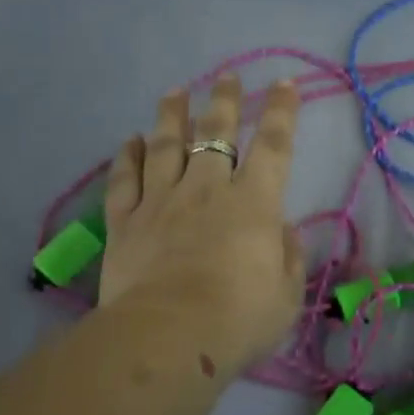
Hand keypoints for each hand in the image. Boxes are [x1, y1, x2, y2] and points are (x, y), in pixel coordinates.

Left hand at [99, 75, 304, 380]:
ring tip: (175, 92)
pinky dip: (128, 157)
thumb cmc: (239, 319)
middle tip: (227, 77)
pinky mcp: (126, 222)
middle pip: (215, 133)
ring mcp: (162, 201)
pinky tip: (131, 140)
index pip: (274, 146)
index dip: (281, 112)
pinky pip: (125, 180)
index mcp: (253, 204)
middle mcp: (207, 190)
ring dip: (172, 115)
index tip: (284, 84)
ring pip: (166, 145)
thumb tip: (282, 230)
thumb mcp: (286, 294)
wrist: (168, 337)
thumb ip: (288, 256)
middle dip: (224, 101)